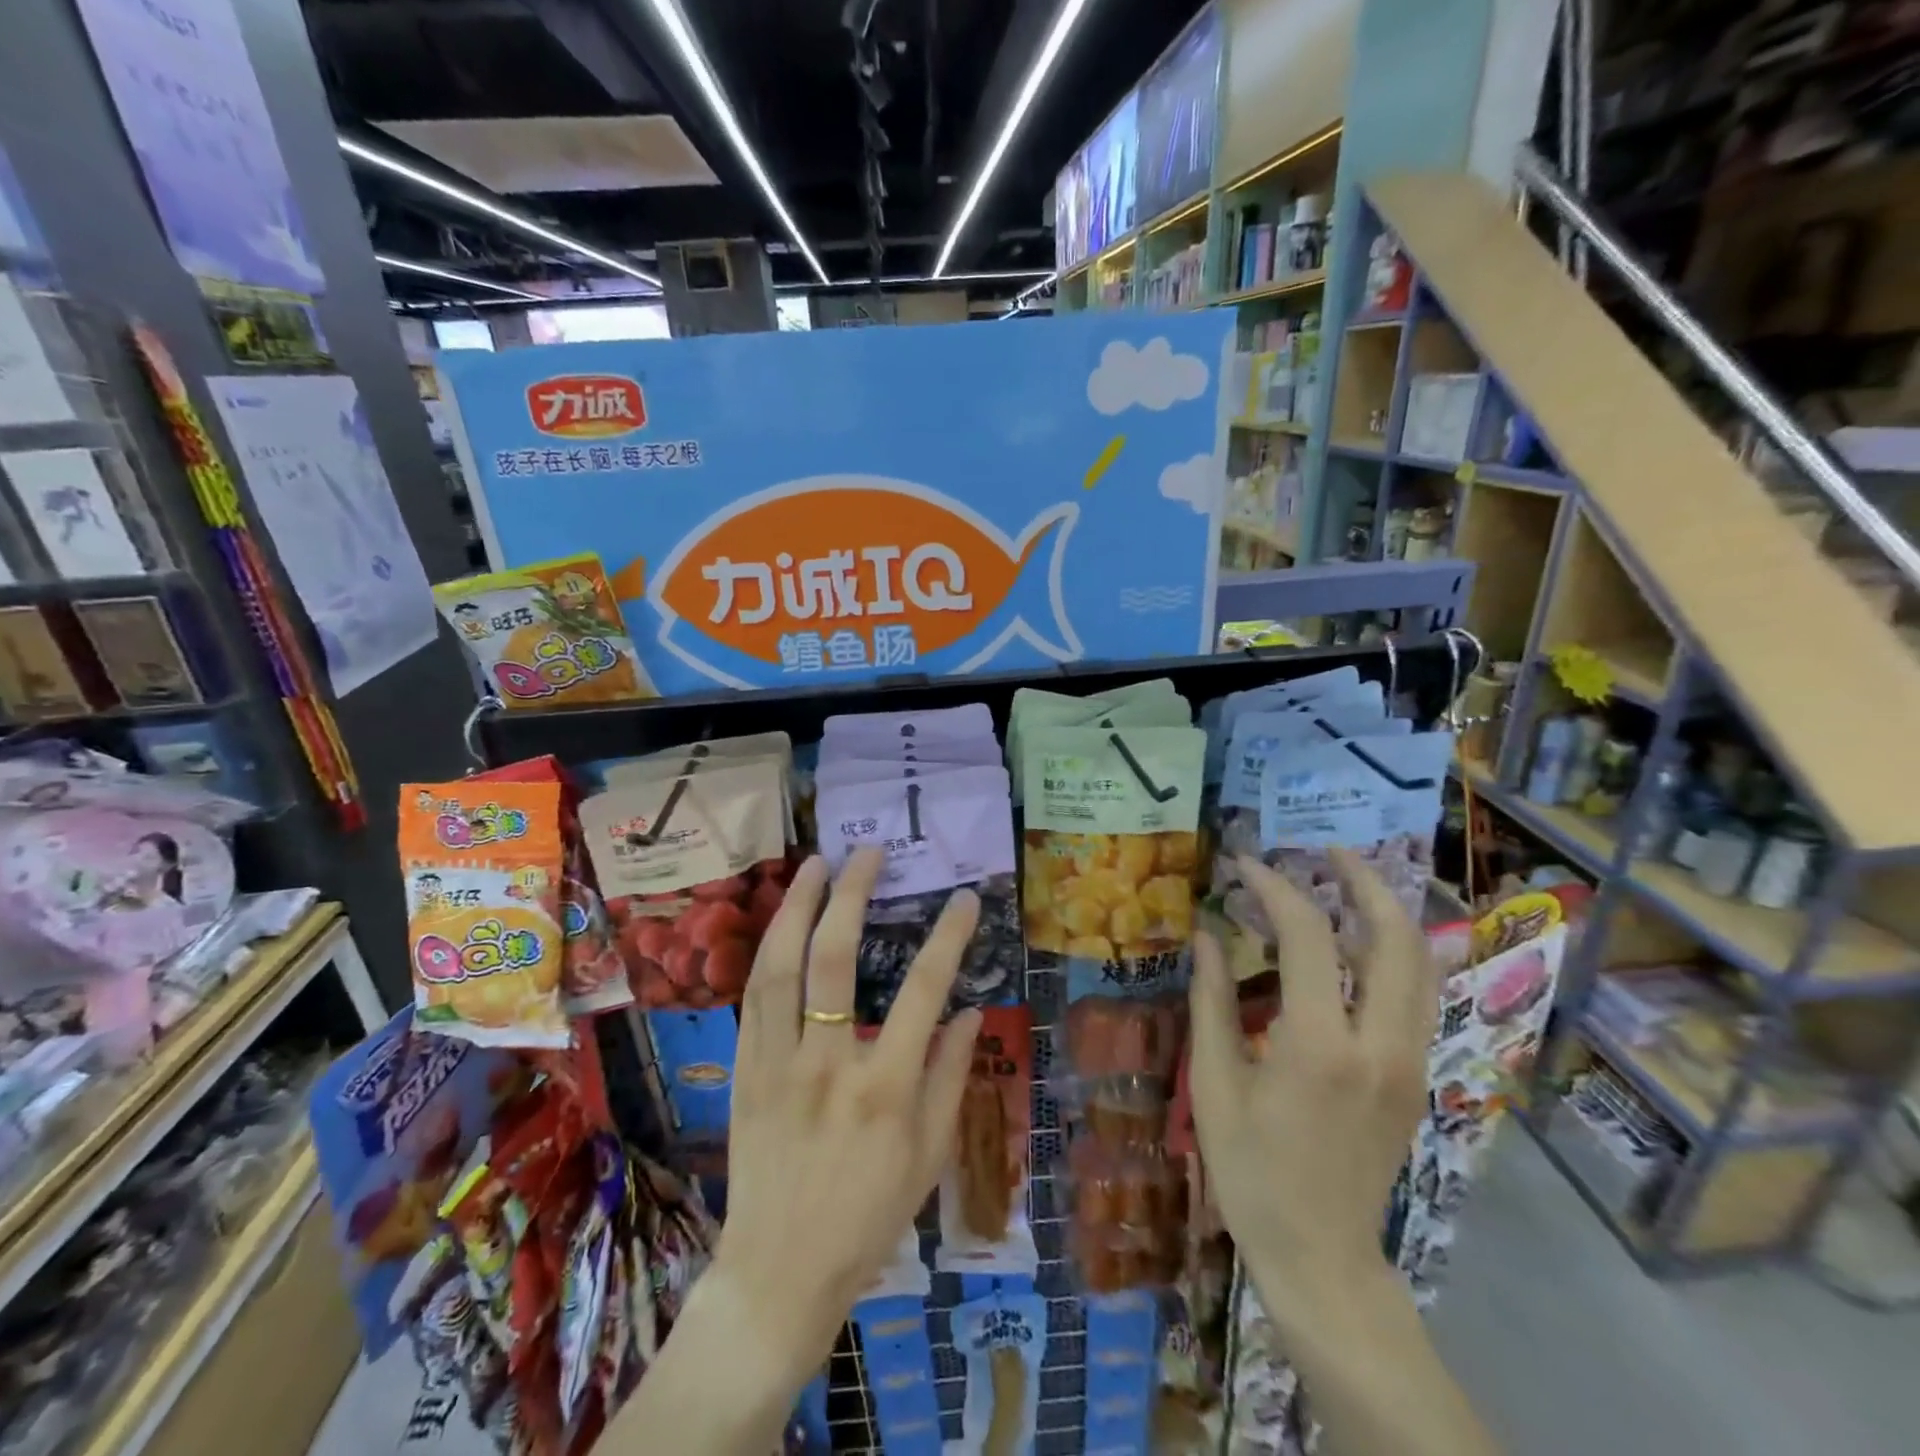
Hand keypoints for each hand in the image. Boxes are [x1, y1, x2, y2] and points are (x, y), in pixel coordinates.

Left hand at [715, 848, 982, 1378]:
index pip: (923, 991)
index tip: (964, 897)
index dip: (948, 937)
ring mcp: (777, 1064)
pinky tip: (783, 922)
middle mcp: (828, 1064)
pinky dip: (769, 949)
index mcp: (885, 1089)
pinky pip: (754, 998)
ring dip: (798, 907)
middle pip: (837, 960)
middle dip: (853, 896)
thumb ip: (952, 1077)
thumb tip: (970, 1010)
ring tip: (815, 864)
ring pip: (781, 967)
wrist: (778, 1273)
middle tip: (868, 852)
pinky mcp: (744, 1071)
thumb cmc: (867, 1218)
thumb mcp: (929, 1157)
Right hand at [1187, 849, 1436, 1328]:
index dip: (1276, 888)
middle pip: (1393, 937)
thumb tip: (1206, 934)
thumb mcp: (1215, 1083)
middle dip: (1362, 880)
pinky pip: (1417, 994)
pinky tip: (1361, 941)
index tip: (1245, 864)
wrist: (1321, 1255)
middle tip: (1325, 850)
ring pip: (1420, 963)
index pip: (1308, 936)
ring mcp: (1410, 1061)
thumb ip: (1211, 1000)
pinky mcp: (1417, 1077)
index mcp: (1319, 1045)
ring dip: (1387, 911)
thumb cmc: (1252, 1170)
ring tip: (1348, 881)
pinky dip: (1395, 950)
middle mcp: (1379, 1044)